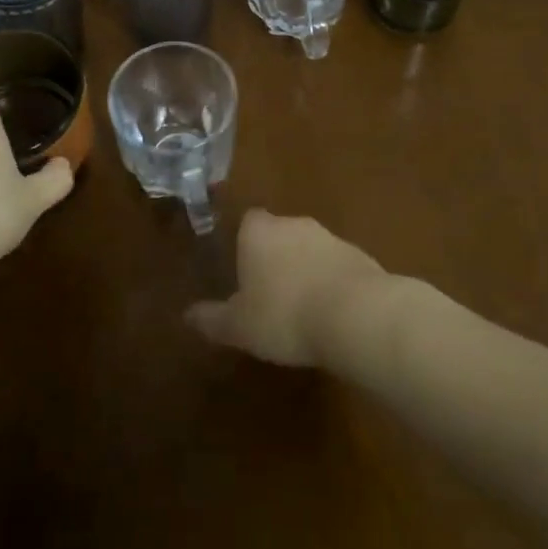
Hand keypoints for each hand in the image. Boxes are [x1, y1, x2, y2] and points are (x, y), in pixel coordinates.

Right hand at [184, 210, 387, 366]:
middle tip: (267, 294)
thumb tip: (187, 315)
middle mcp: (294, 224)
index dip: (243, 245)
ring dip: (304, 270)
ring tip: (300, 309)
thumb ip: (212, 318)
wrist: (355, 314)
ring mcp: (330, 237)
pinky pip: (336, 267)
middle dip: (274, 258)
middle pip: (278, 233)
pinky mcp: (360, 256)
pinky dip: (330, 283)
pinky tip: (329, 315)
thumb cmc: (284, 314)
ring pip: (309, 249)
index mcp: (258, 231)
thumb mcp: (239, 326)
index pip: (246, 222)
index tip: (242, 272)